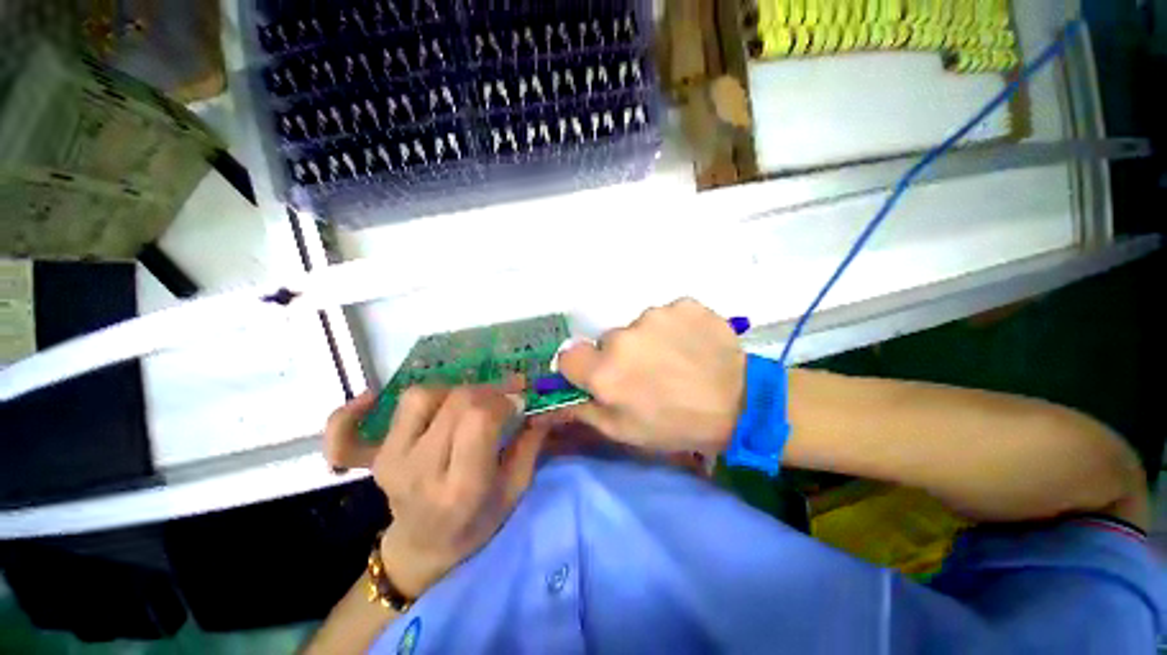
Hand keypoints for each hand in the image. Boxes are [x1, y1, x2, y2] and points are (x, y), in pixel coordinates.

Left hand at [324, 383, 546, 598]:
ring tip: (465, 404)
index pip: (479, 419)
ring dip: (451, 392)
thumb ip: (530, 444)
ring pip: (420, 397)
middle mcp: (421, 471)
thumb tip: (538, 405)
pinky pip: (350, 428)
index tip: (518, 402)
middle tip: (502, 397)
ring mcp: (391, 462)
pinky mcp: (374, 459)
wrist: (424, 548)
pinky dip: (352, 413)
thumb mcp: (515, 490)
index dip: (503, 400)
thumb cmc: (477, 523)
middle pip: (456, 402)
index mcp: (462, 487)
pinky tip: (369, 399)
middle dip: (488, 391)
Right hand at [556, 298, 745, 453]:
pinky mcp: (683, 305)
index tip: (600, 376)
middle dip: (620, 356)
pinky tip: (691, 345)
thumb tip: (555, 401)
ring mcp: (656, 315)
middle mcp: (623, 337)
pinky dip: (674, 328)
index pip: (569, 355)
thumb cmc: (677, 425)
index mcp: (605, 372)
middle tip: (648, 373)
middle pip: (607, 340)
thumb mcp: (624, 432)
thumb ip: (584, 410)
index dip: (583, 367)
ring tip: (675, 360)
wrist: (740, 404)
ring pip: (638, 326)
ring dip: (648, 341)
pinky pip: (667, 315)